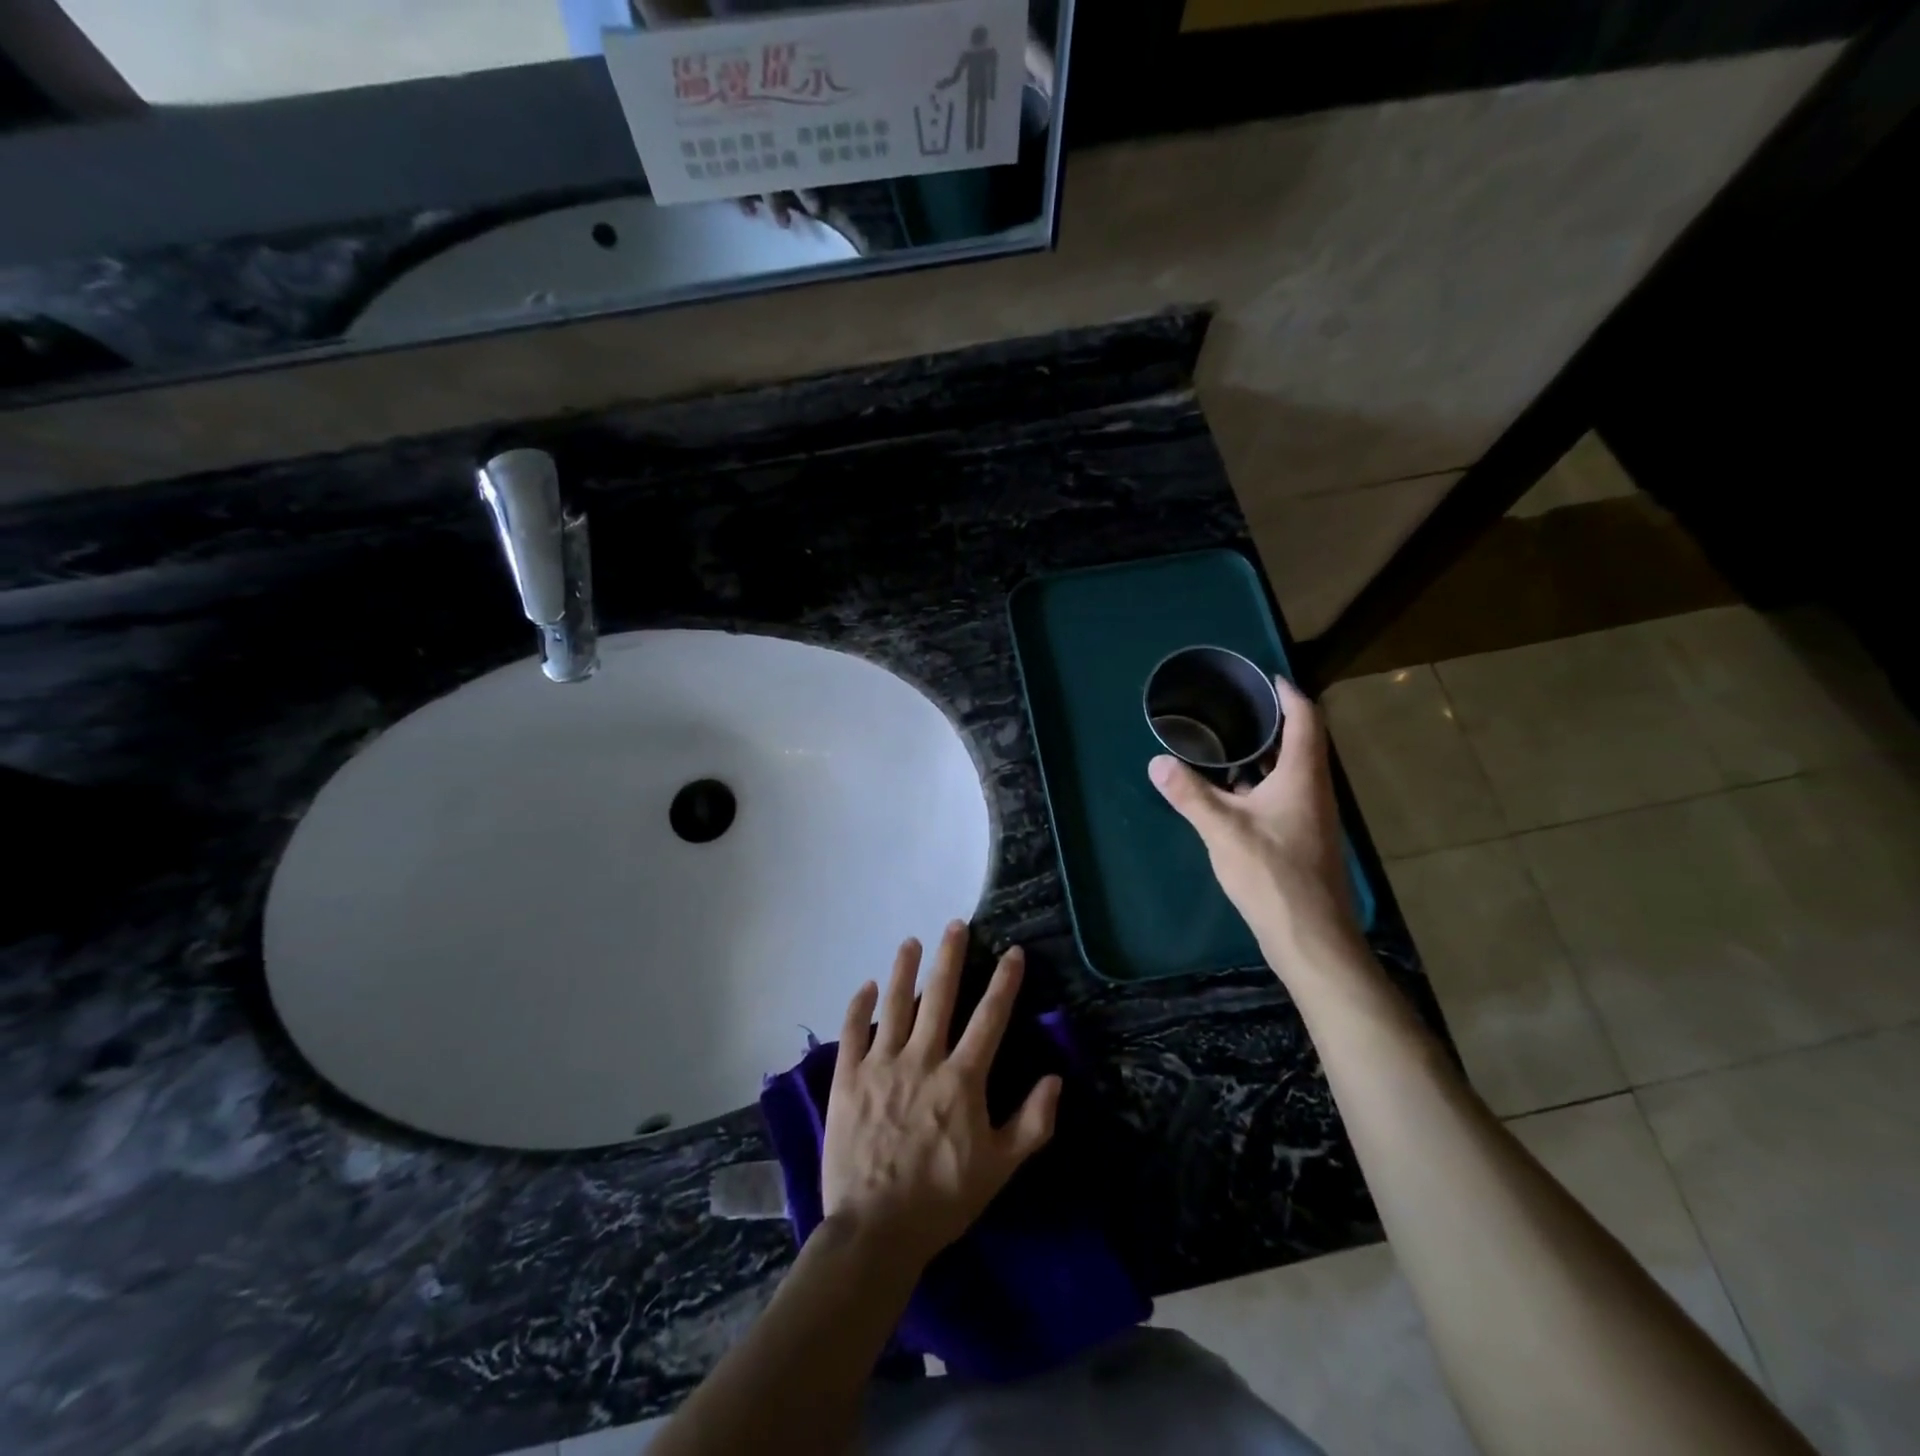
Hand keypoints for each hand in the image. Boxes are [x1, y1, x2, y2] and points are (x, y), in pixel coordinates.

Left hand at [820, 921, 1061, 1271]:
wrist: (875, 1230)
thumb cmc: (942, 1200)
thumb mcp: (1000, 1169)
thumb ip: (1032, 1122)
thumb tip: (1054, 1078)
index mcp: (961, 1079)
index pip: (989, 1018)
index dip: (1004, 982)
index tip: (1013, 952)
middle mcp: (922, 1060)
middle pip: (939, 996)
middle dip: (951, 957)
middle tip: (956, 925)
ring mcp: (881, 1066)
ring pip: (895, 1005)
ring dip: (904, 969)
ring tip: (911, 942)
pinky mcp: (848, 1079)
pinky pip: (853, 1032)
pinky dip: (859, 1006)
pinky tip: (865, 986)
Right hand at [1148, 676, 1360, 978]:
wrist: (1310, 936)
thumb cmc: (1272, 873)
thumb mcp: (1223, 830)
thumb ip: (1190, 794)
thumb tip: (1157, 762)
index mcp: (1303, 777)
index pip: (1305, 720)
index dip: (1289, 694)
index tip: (1267, 677)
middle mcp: (1314, 791)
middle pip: (1300, 743)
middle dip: (1272, 722)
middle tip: (1235, 706)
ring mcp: (1310, 818)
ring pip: (1291, 773)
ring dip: (1264, 755)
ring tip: (1226, 742)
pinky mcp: (1301, 840)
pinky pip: (1282, 796)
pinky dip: (1259, 784)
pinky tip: (1230, 792)